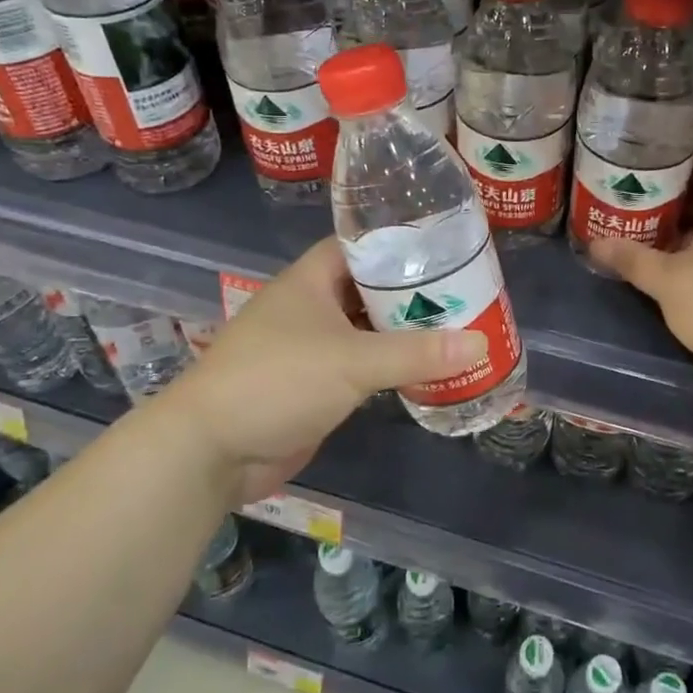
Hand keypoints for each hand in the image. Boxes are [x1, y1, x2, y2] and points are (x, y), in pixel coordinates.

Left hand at [163, 238, 487, 505]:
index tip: (443, 246)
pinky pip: (360, 366)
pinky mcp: (314, 385)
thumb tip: (481, 343)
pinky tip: (425, 368)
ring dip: (402, 331)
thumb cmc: (278, 382)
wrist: (211, 451)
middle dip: (411, 291)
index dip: (398, 242)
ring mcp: (310, 348)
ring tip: (456, 325)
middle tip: (464, 291)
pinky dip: (389, 365)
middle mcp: (310, 307)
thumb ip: (417, 353)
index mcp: (310, 281)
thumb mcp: (352, 361)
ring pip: (365, 329)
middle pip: (368, 288)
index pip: (359, 245)